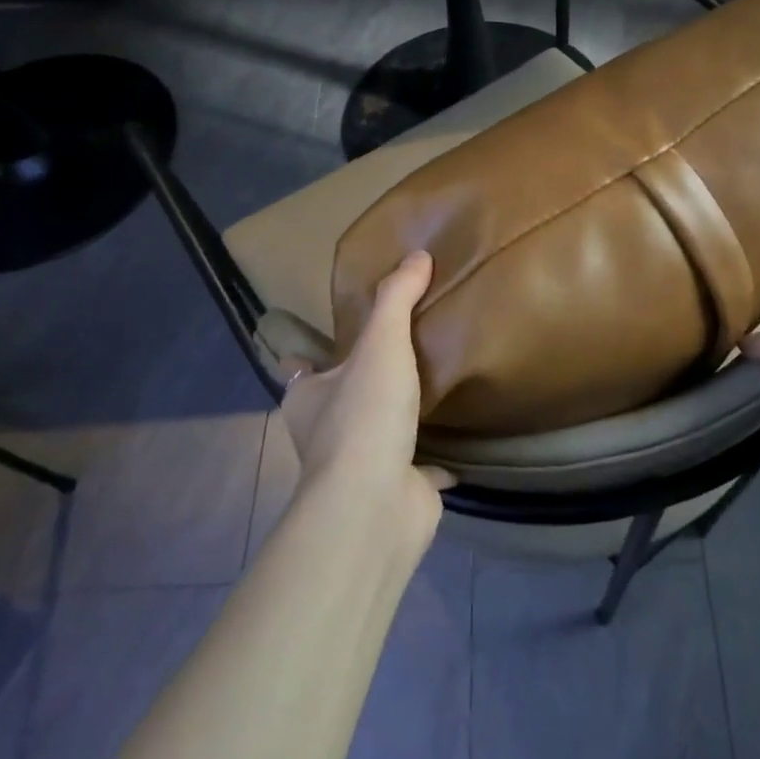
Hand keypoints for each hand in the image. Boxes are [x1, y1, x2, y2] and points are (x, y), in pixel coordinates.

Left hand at [277, 251, 451, 540]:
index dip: (313, 357)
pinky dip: (433, 465)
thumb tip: (418, 256)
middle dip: (361, 387)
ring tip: (430, 394)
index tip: (337, 341)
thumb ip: (397, 298)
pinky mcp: (396, 492)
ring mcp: (360, 468)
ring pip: (377, 437)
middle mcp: (325, 435)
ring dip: (396, 423)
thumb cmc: (365, 416)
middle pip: (340, 403)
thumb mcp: (381, 343)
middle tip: (397, 359)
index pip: (302, 370)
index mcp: (308, 398)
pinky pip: (418, 472)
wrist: (376, 503)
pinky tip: (457, 453)